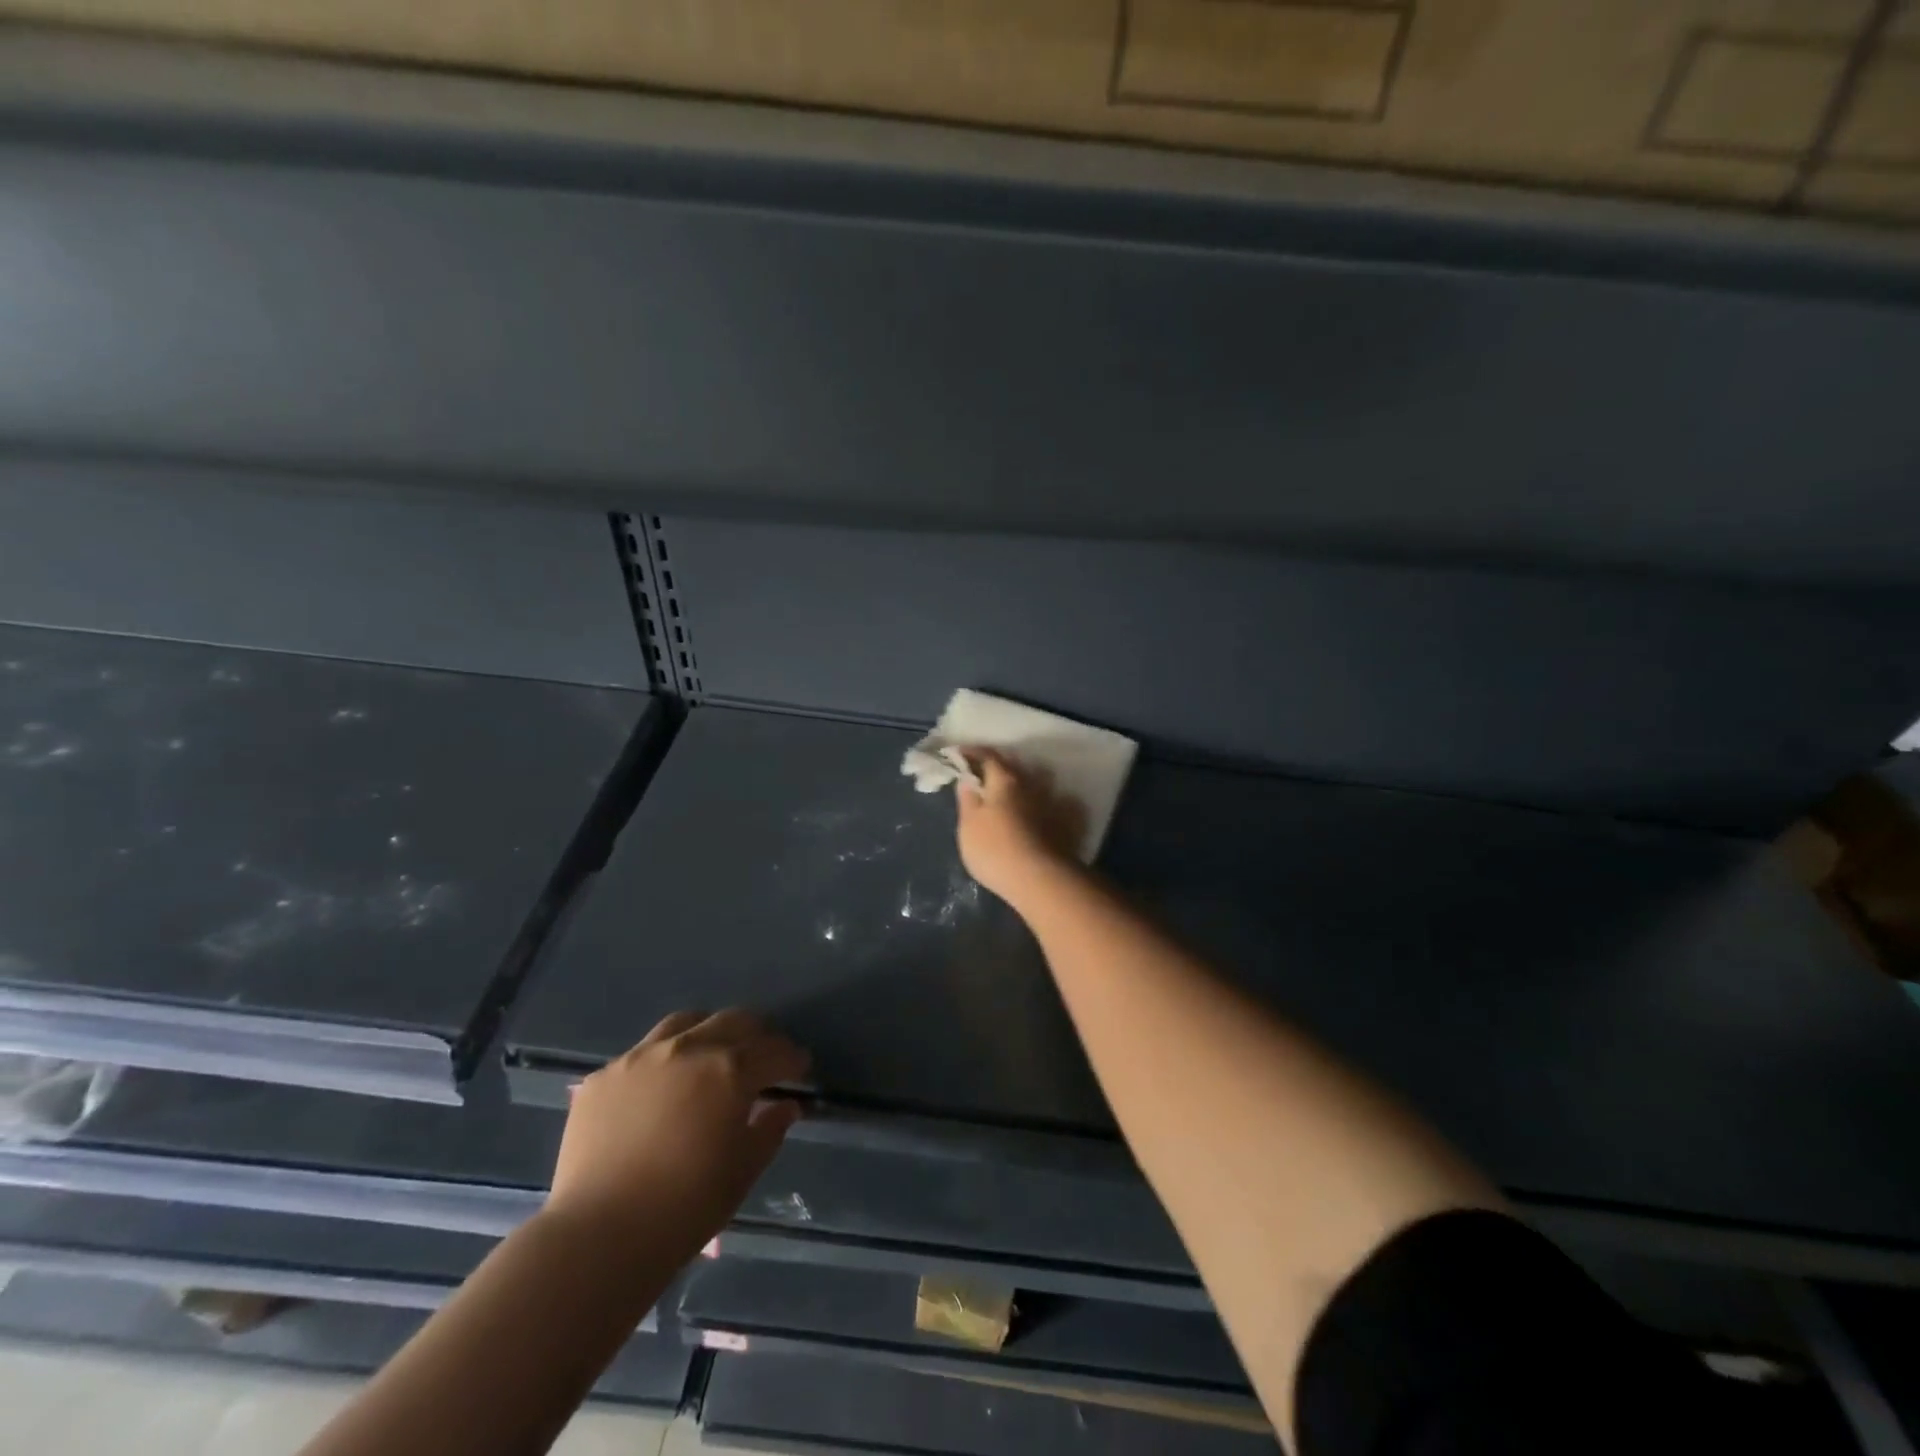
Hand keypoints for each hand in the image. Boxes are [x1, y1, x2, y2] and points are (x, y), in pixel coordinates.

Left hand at [546, 1010, 809, 1261]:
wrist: (599, 1236)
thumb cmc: (686, 1207)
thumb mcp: (743, 1171)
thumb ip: (769, 1130)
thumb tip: (786, 1107)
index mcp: (731, 1069)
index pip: (775, 1051)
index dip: (793, 1058)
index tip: (800, 1068)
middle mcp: (689, 1048)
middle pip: (734, 1021)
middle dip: (756, 1036)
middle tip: (762, 1058)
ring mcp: (641, 1057)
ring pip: (686, 1023)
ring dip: (708, 1033)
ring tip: (710, 1056)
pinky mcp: (604, 1076)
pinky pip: (641, 1054)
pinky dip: (662, 1062)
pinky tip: (659, 1090)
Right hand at [954, 749, 1086, 905]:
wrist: (1040, 880)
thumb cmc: (994, 850)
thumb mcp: (969, 825)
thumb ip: (967, 799)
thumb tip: (968, 779)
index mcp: (1005, 779)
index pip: (987, 755)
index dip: (971, 752)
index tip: (957, 755)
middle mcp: (1032, 783)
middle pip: (1014, 766)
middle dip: (998, 767)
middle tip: (983, 776)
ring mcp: (1052, 802)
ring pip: (1036, 782)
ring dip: (1023, 784)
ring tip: (1012, 794)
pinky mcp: (1067, 823)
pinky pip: (1055, 802)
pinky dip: (1044, 802)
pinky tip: (1040, 812)